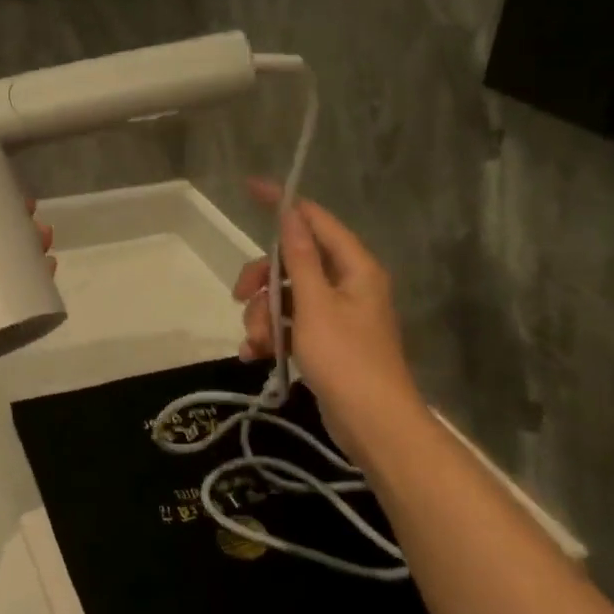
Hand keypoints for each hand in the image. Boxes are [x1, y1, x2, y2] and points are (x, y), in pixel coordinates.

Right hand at [233, 179, 416, 457]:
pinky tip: (255, 355)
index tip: (250, 188)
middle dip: (262, 281)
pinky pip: (290, 324)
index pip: (315, 220)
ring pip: (285, 296)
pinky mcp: (325, 342)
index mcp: (354, 267)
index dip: (284, 204)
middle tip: (240, 297)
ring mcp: (336, 315)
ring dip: (263, 315)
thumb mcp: (315, 305)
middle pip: (293, 262)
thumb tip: (291, 214)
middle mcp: (347, 284)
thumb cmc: (346, 359)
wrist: (373, 425)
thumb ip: (300, 258)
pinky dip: (271, 335)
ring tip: (256, 344)